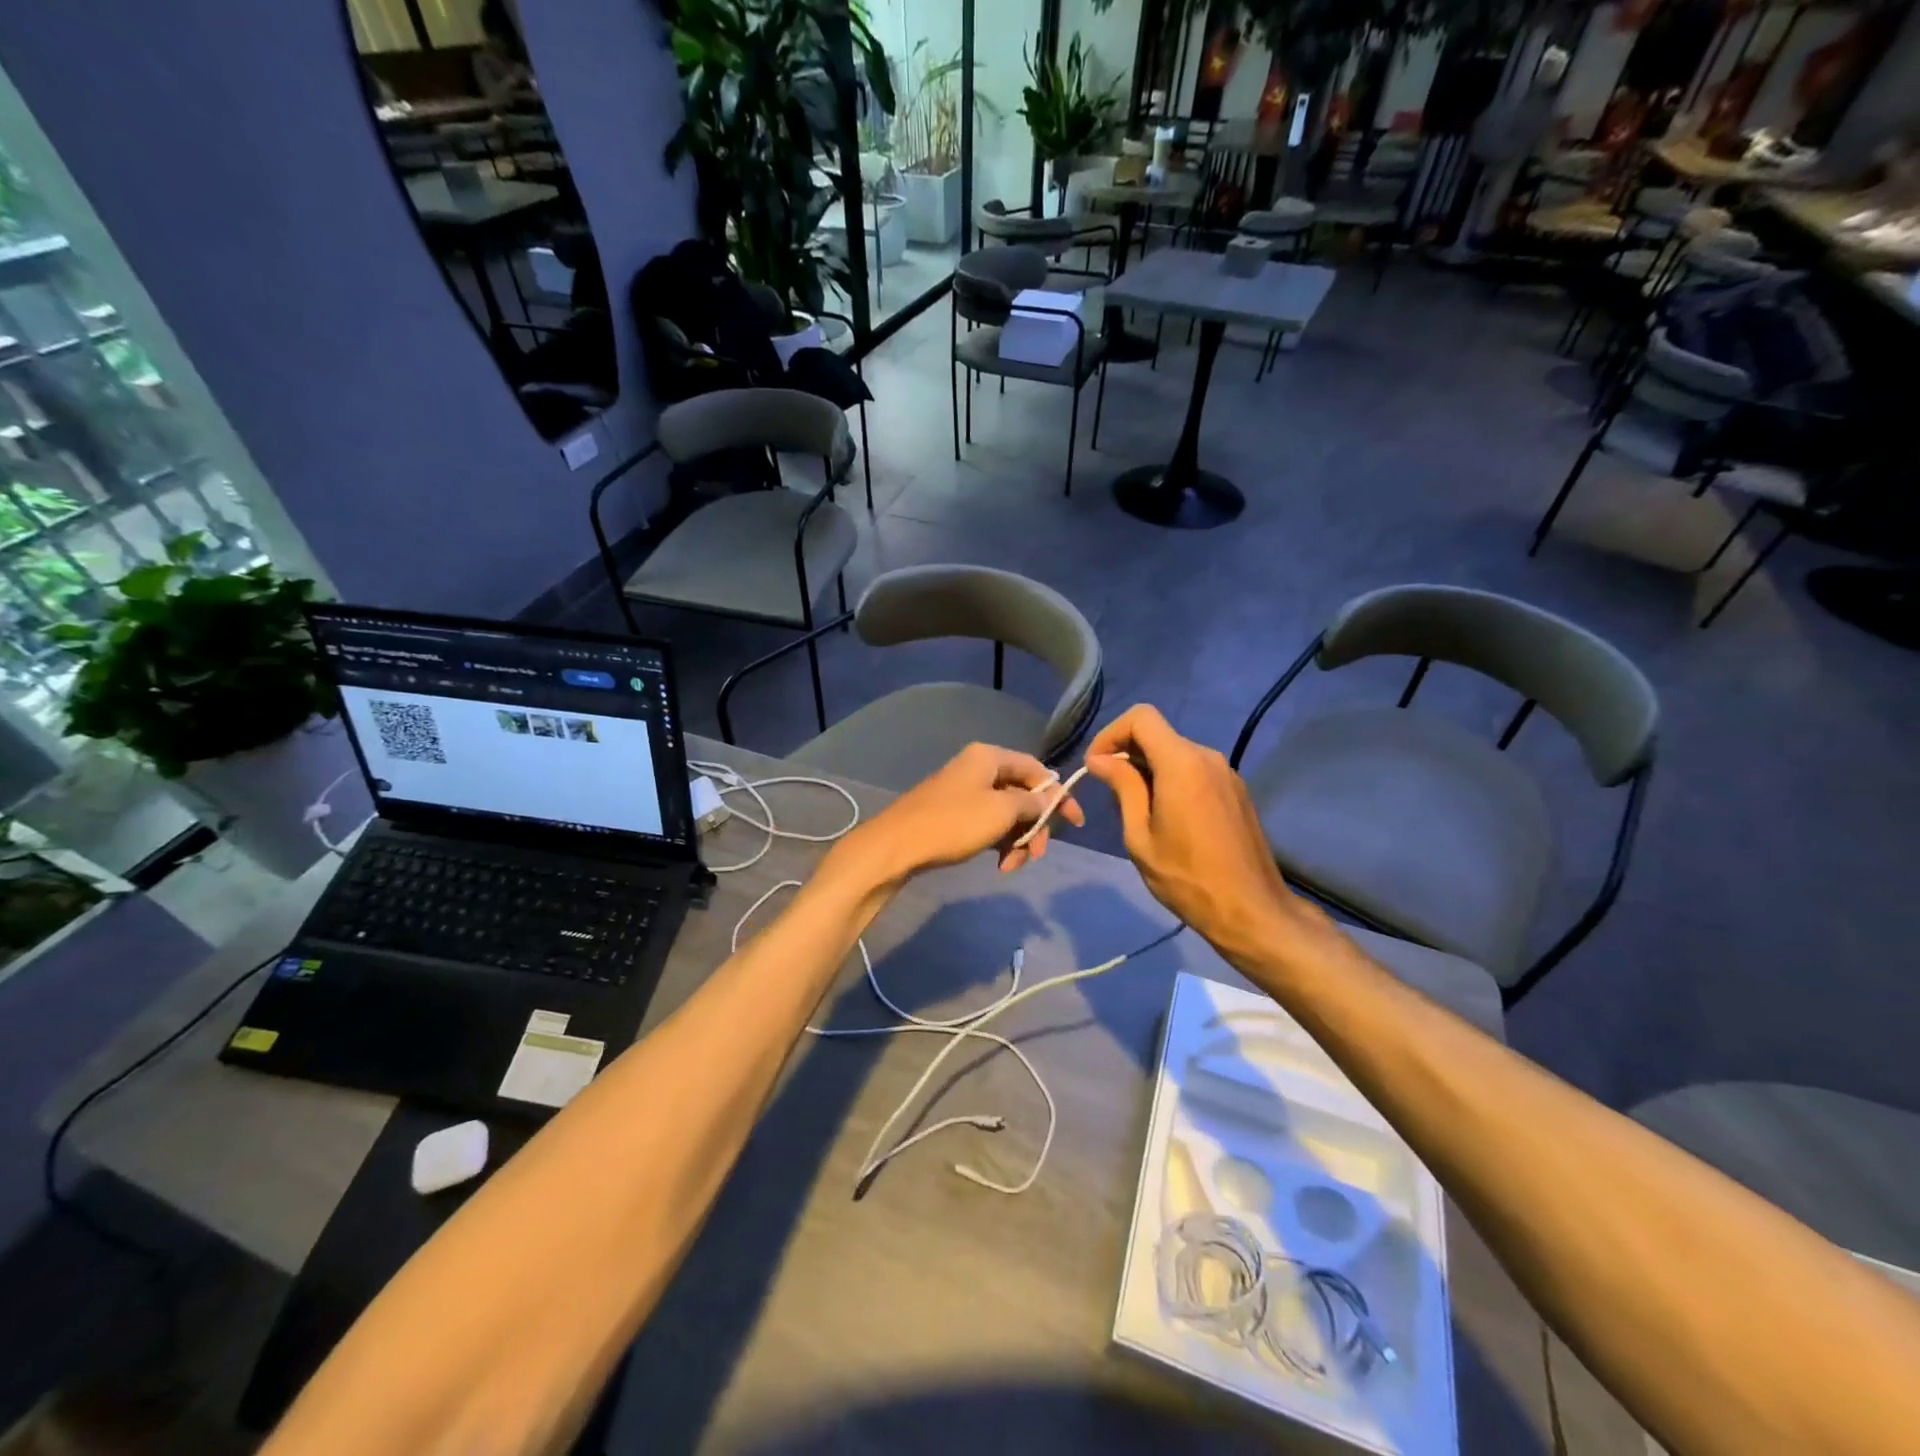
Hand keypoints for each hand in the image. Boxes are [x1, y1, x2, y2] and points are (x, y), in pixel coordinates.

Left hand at [834, 743, 1083, 888]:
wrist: (896, 846)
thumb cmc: (953, 823)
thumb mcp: (1001, 811)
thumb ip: (1032, 802)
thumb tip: (1051, 798)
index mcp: (990, 757)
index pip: (1037, 770)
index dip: (1059, 795)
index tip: (1075, 824)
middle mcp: (978, 768)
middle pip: (1022, 794)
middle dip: (1034, 826)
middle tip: (1035, 854)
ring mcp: (964, 791)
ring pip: (1006, 813)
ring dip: (1017, 840)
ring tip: (1011, 866)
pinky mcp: (954, 814)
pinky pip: (988, 824)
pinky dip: (998, 842)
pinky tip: (999, 864)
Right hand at [1084, 705, 1303, 958]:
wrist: (1251, 910)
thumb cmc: (1186, 877)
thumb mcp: (1140, 836)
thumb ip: (1123, 788)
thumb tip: (1101, 759)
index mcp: (1182, 763)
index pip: (1141, 717)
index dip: (1111, 733)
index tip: (1097, 766)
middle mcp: (1207, 757)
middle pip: (1158, 734)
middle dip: (1128, 754)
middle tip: (1111, 794)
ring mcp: (1226, 773)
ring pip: (1176, 753)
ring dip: (1149, 770)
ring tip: (1136, 811)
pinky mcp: (1236, 790)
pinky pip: (1195, 770)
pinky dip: (1172, 780)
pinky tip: (1167, 818)